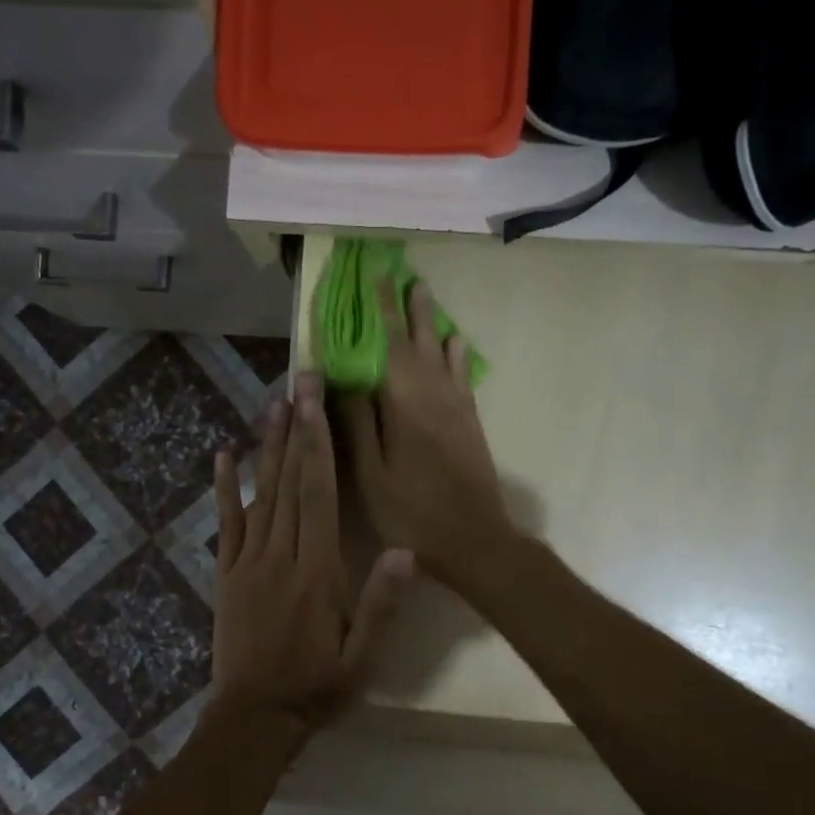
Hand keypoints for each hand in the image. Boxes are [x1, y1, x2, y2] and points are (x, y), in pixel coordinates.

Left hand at [211, 372, 413, 735]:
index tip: (316, 402)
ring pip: (259, 495)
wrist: (255, 718)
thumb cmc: (316, 687)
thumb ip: (382, 604)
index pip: (319, 495)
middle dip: (295, 429)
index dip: (318, 445)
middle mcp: (281, 556)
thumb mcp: (362, 657)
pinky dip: (223, 489)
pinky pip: (225, 524)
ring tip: (271, 405)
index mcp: (318, 571)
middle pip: (289, 483)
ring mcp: (248, 563)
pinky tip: (222, 456)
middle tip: (298, 381)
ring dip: (265, 447)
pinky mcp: (227, 574)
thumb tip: (406, 551)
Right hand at [341, 279, 509, 584]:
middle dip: (408, 307)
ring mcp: (457, 406)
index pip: (388, 343)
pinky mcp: (470, 421)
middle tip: (402, 274)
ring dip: (431, 322)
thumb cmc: (412, 511)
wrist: (474, 539)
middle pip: (419, 340)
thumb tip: (340, 377)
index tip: (373, 277)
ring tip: (424, 295)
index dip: (379, 310)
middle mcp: (434, 393)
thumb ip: (356, 422)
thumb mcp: (371, 473)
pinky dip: (455, 354)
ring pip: (442, 352)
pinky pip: (461, 375)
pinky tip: (454, 342)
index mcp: (404, 402)